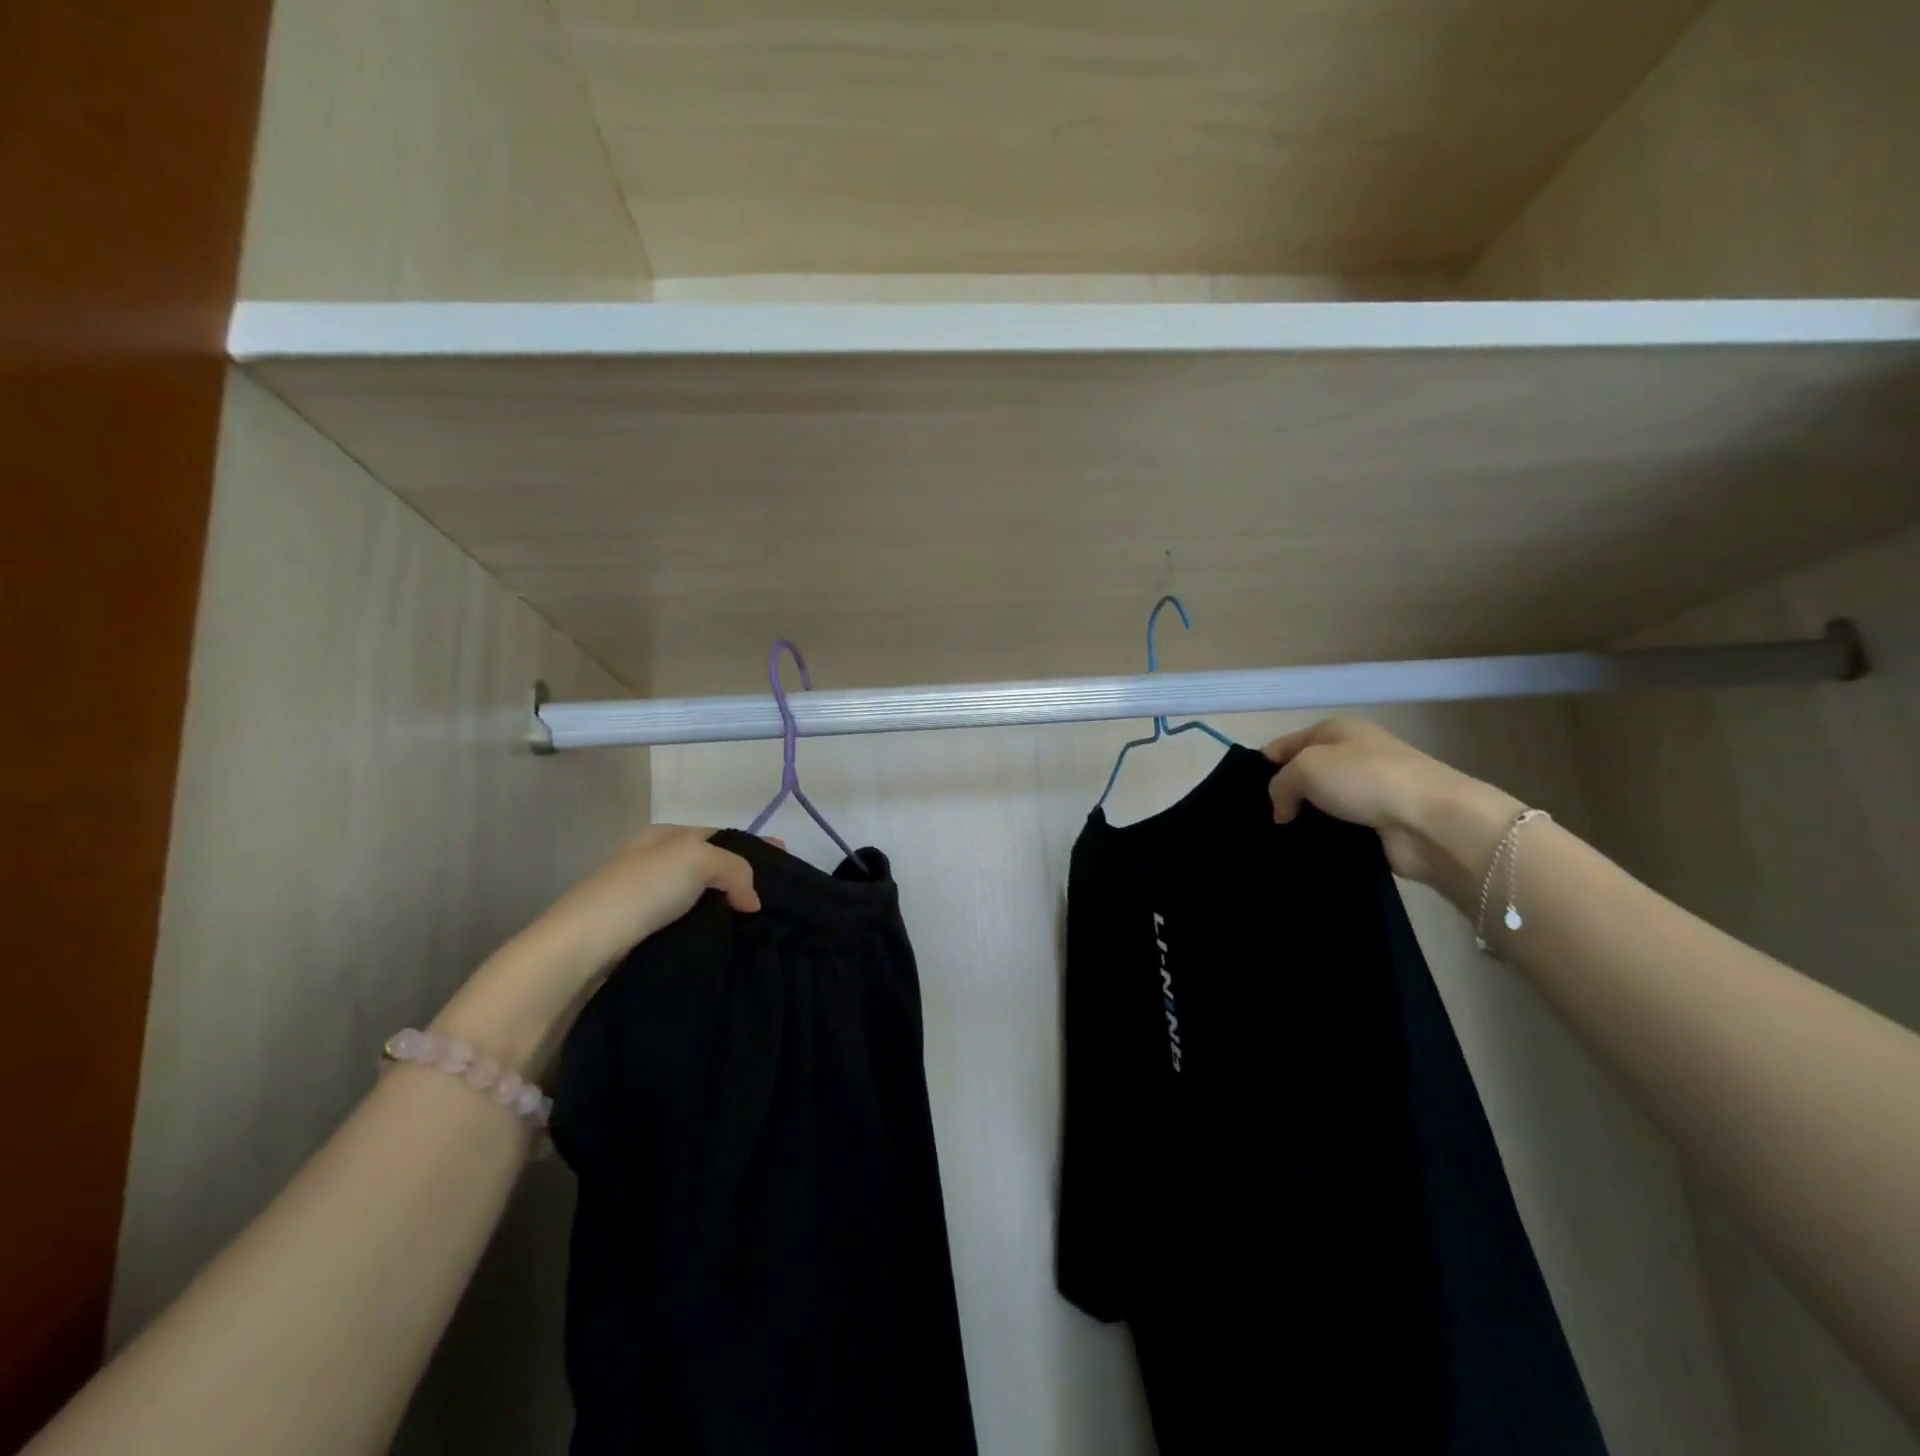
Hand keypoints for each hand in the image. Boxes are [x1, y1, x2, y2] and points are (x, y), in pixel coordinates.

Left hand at [526, 825, 763, 976]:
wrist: (583, 948)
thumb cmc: (641, 890)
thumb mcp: (697, 858)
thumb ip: (735, 869)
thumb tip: (752, 901)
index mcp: (663, 836)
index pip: (719, 834)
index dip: (754, 845)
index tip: (786, 861)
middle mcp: (654, 863)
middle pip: (712, 866)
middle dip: (745, 878)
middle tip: (780, 898)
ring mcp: (646, 901)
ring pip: (702, 899)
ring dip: (729, 909)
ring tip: (762, 924)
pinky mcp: (642, 937)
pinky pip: (690, 926)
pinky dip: (712, 930)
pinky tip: (730, 942)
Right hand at [1263, 719, 1518, 890]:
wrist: (1432, 821)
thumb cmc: (1365, 779)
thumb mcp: (1306, 767)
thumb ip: (1279, 785)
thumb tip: (1282, 812)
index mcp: (1335, 730)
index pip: (1282, 745)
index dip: (1261, 768)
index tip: (1244, 797)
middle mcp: (1352, 756)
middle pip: (1301, 776)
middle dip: (1281, 797)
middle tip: (1257, 822)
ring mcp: (1367, 791)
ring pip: (1319, 805)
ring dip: (1303, 821)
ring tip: (1277, 842)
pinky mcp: (1378, 824)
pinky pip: (1338, 830)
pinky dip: (1323, 840)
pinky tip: (1305, 852)